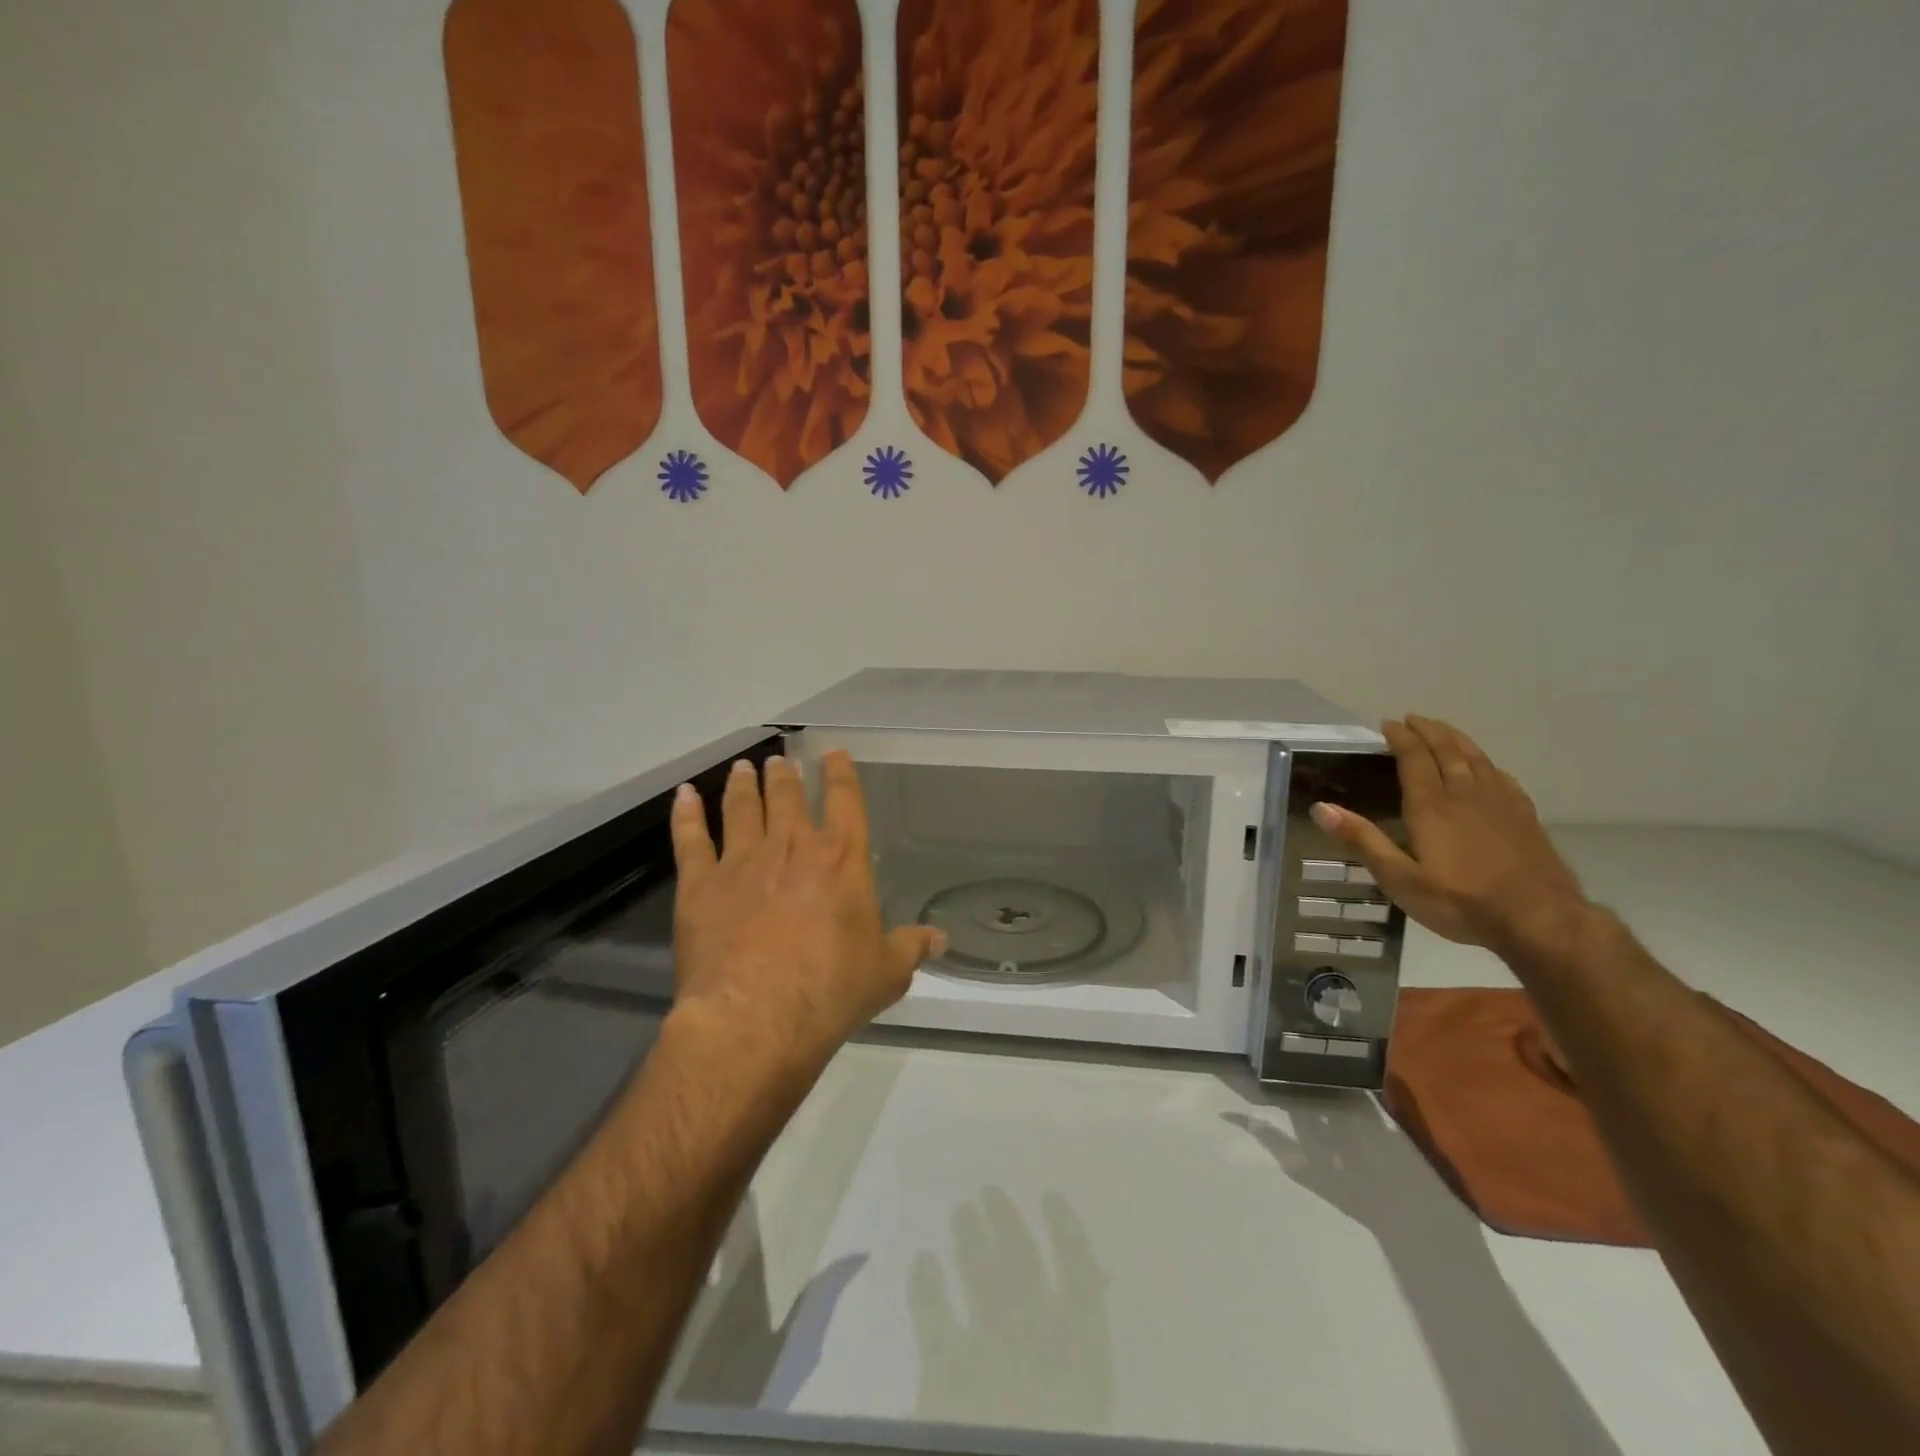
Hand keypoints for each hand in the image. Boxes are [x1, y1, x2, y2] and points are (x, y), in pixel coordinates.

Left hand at [669, 752, 946, 1067]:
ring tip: (743, 768)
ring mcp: (742, 862)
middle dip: (786, 776)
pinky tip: (684, 796)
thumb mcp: (885, 973)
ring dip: (743, 786)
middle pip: (788, 798)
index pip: (846, 802)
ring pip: (742, 809)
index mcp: (841, 860)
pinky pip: (691, 840)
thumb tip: (940, 939)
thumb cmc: (831, 991)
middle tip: (780, 761)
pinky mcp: (700, 885)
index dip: (841, 775)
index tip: (834, 754)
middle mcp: (792, 848)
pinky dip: (686, 815)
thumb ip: (910, 948)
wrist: (755, 1016)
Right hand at [1309, 715, 1590, 950]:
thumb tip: (1321, 808)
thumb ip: (1362, 840)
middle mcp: (1465, 794)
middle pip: (1447, 750)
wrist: (1540, 920)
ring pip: (1476, 759)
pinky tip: (1487, 768)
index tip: (1387, 723)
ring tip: (1444, 730)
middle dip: (1427, 731)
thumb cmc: (1461, 901)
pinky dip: (1487, 764)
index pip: (1414, 758)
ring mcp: (1500, 804)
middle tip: (1413, 718)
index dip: (1400, 737)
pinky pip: (1502, 777)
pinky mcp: (1525, 817)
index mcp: (1431, 805)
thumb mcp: (1399, 878)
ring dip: (1456, 740)